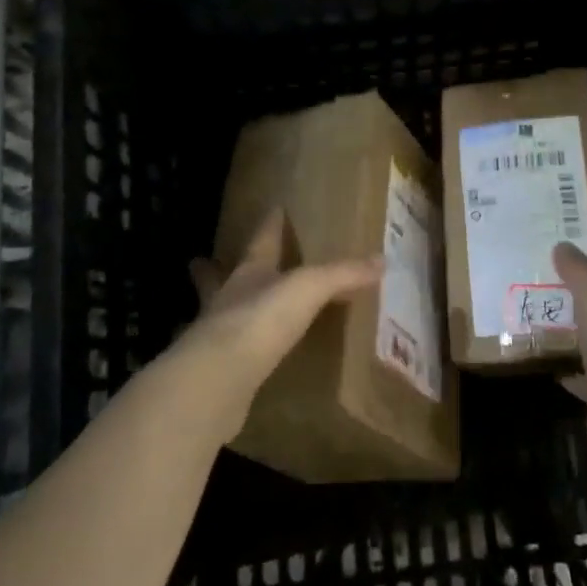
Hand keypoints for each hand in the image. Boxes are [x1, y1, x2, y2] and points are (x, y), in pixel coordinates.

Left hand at [170, 209, 382, 438]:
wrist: (219, 377)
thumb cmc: (261, 319)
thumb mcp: (309, 288)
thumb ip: (342, 274)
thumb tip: (381, 259)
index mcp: (250, 272)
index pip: (262, 240)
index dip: (270, 224)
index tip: (273, 208)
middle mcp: (228, 297)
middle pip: (220, 276)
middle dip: (215, 269)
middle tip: (205, 260)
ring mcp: (218, 335)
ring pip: (219, 313)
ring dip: (222, 308)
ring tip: (226, 309)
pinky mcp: (218, 370)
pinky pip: (229, 354)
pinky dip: (234, 351)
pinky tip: (241, 359)